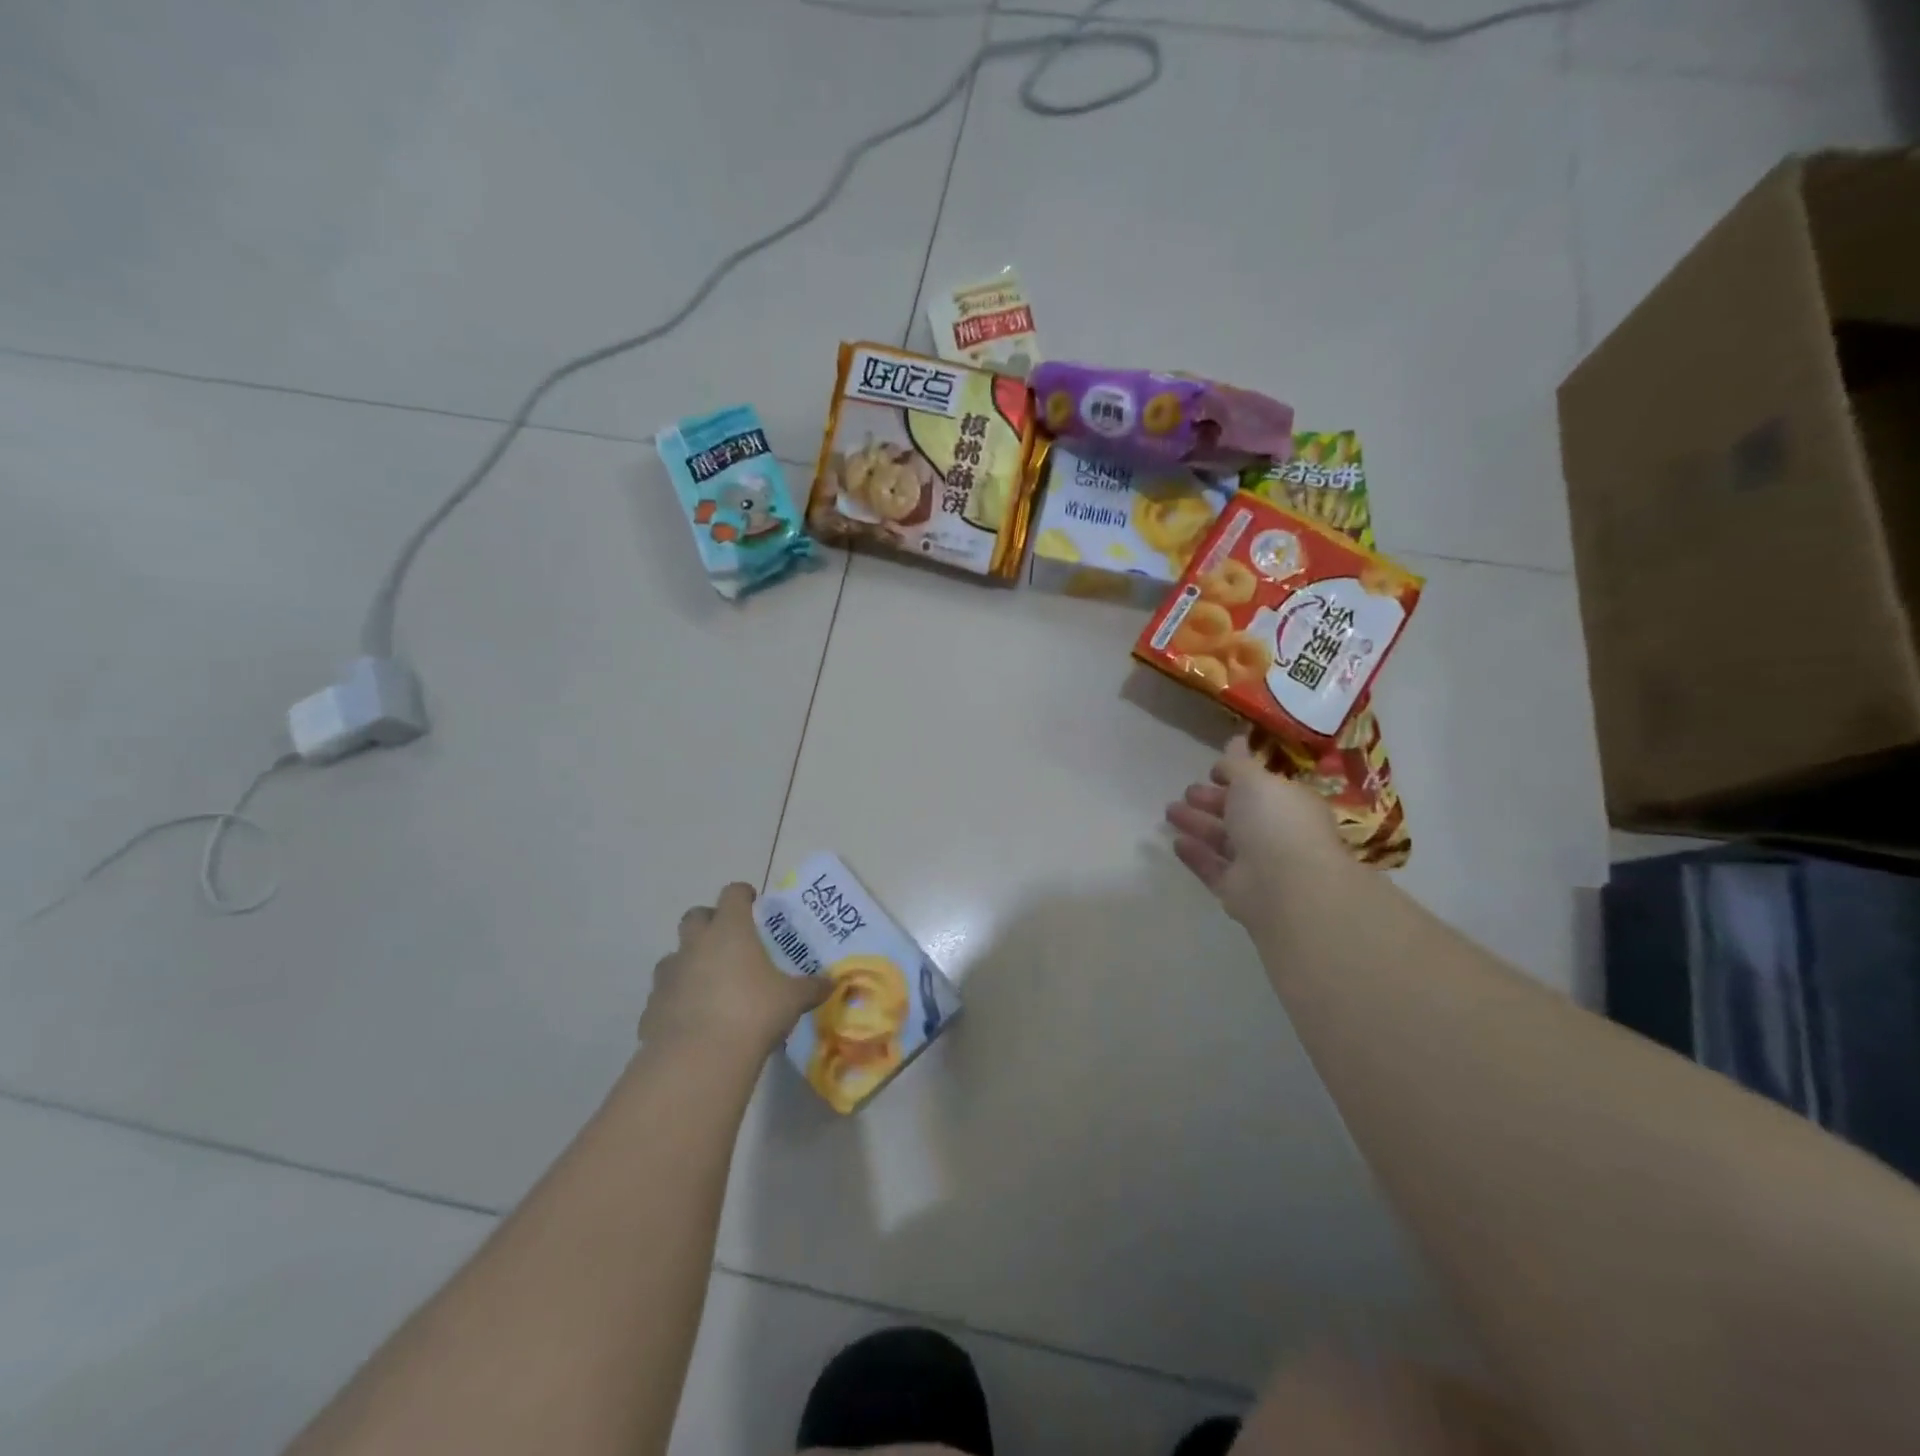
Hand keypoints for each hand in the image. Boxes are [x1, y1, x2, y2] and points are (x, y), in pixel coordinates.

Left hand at [640, 883, 829, 1057]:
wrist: (698, 1059)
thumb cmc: (753, 1013)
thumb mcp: (792, 999)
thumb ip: (811, 987)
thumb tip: (832, 983)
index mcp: (730, 930)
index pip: (732, 895)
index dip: (743, 895)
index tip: (752, 902)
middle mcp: (695, 944)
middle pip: (694, 916)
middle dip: (709, 921)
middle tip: (729, 938)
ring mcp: (668, 975)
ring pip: (675, 955)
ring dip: (690, 961)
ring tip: (710, 982)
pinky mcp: (651, 1007)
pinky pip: (665, 994)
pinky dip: (677, 998)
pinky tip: (693, 1018)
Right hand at [1165, 734, 1349, 927]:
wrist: (1286, 885)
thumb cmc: (1275, 821)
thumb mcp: (1253, 780)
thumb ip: (1238, 763)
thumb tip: (1236, 738)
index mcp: (1289, 804)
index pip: (1261, 788)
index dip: (1236, 778)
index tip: (1211, 772)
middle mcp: (1277, 833)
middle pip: (1240, 814)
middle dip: (1212, 801)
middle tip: (1186, 792)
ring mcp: (1258, 864)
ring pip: (1223, 840)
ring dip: (1198, 825)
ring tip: (1169, 812)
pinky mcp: (1238, 890)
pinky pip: (1213, 868)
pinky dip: (1196, 855)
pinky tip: (1176, 843)